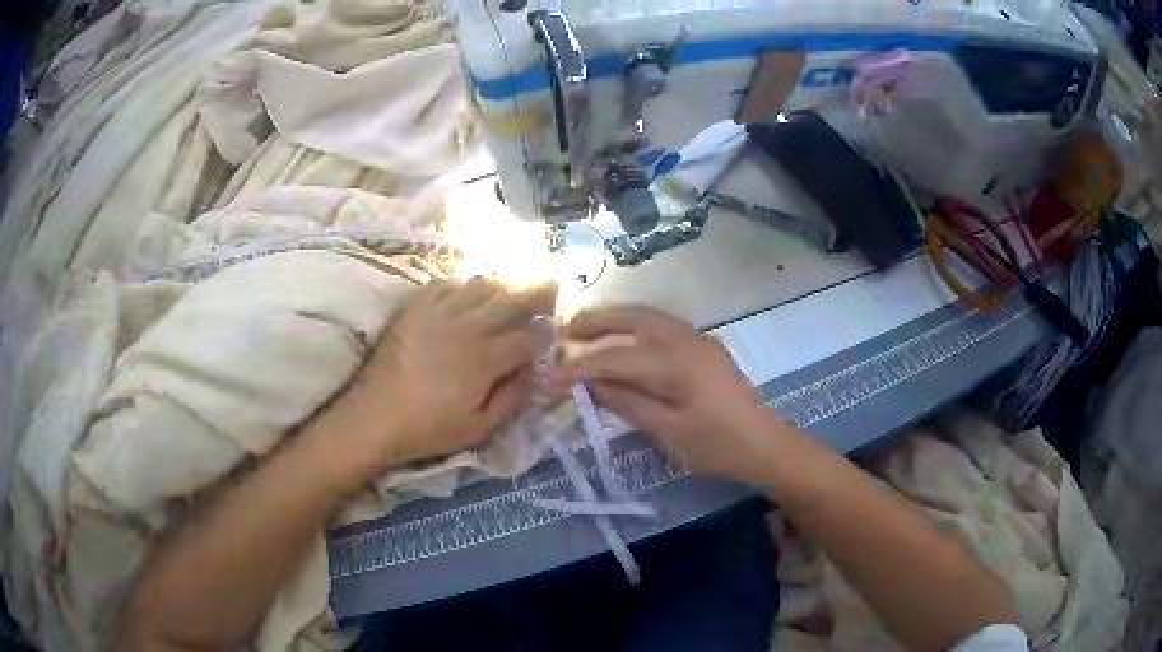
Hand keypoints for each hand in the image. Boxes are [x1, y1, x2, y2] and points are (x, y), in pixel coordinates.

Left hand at [337, 278, 555, 468]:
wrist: (374, 417)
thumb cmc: (428, 429)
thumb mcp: (479, 429)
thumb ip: (512, 398)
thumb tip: (532, 371)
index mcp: (485, 359)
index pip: (527, 336)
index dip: (545, 333)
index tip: (552, 333)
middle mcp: (467, 327)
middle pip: (511, 298)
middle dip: (537, 290)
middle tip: (551, 283)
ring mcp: (439, 312)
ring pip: (481, 285)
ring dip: (503, 284)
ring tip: (512, 288)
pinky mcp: (416, 307)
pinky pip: (448, 283)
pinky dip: (466, 284)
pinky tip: (469, 293)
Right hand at [553, 305, 783, 484]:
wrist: (765, 444)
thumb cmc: (717, 446)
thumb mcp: (668, 432)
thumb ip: (627, 402)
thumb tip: (589, 384)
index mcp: (677, 363)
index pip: (616, 357)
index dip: (580, 366)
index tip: (549, 374)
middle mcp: (687, 340)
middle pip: (634, 317)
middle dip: (596, 321)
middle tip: (564, 331)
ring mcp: (699, 339)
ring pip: (649, 316)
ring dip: (615, 319)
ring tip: (585, 330)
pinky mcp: (704, 347)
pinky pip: (662, 326)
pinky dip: (635, 327)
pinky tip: (622, 341)